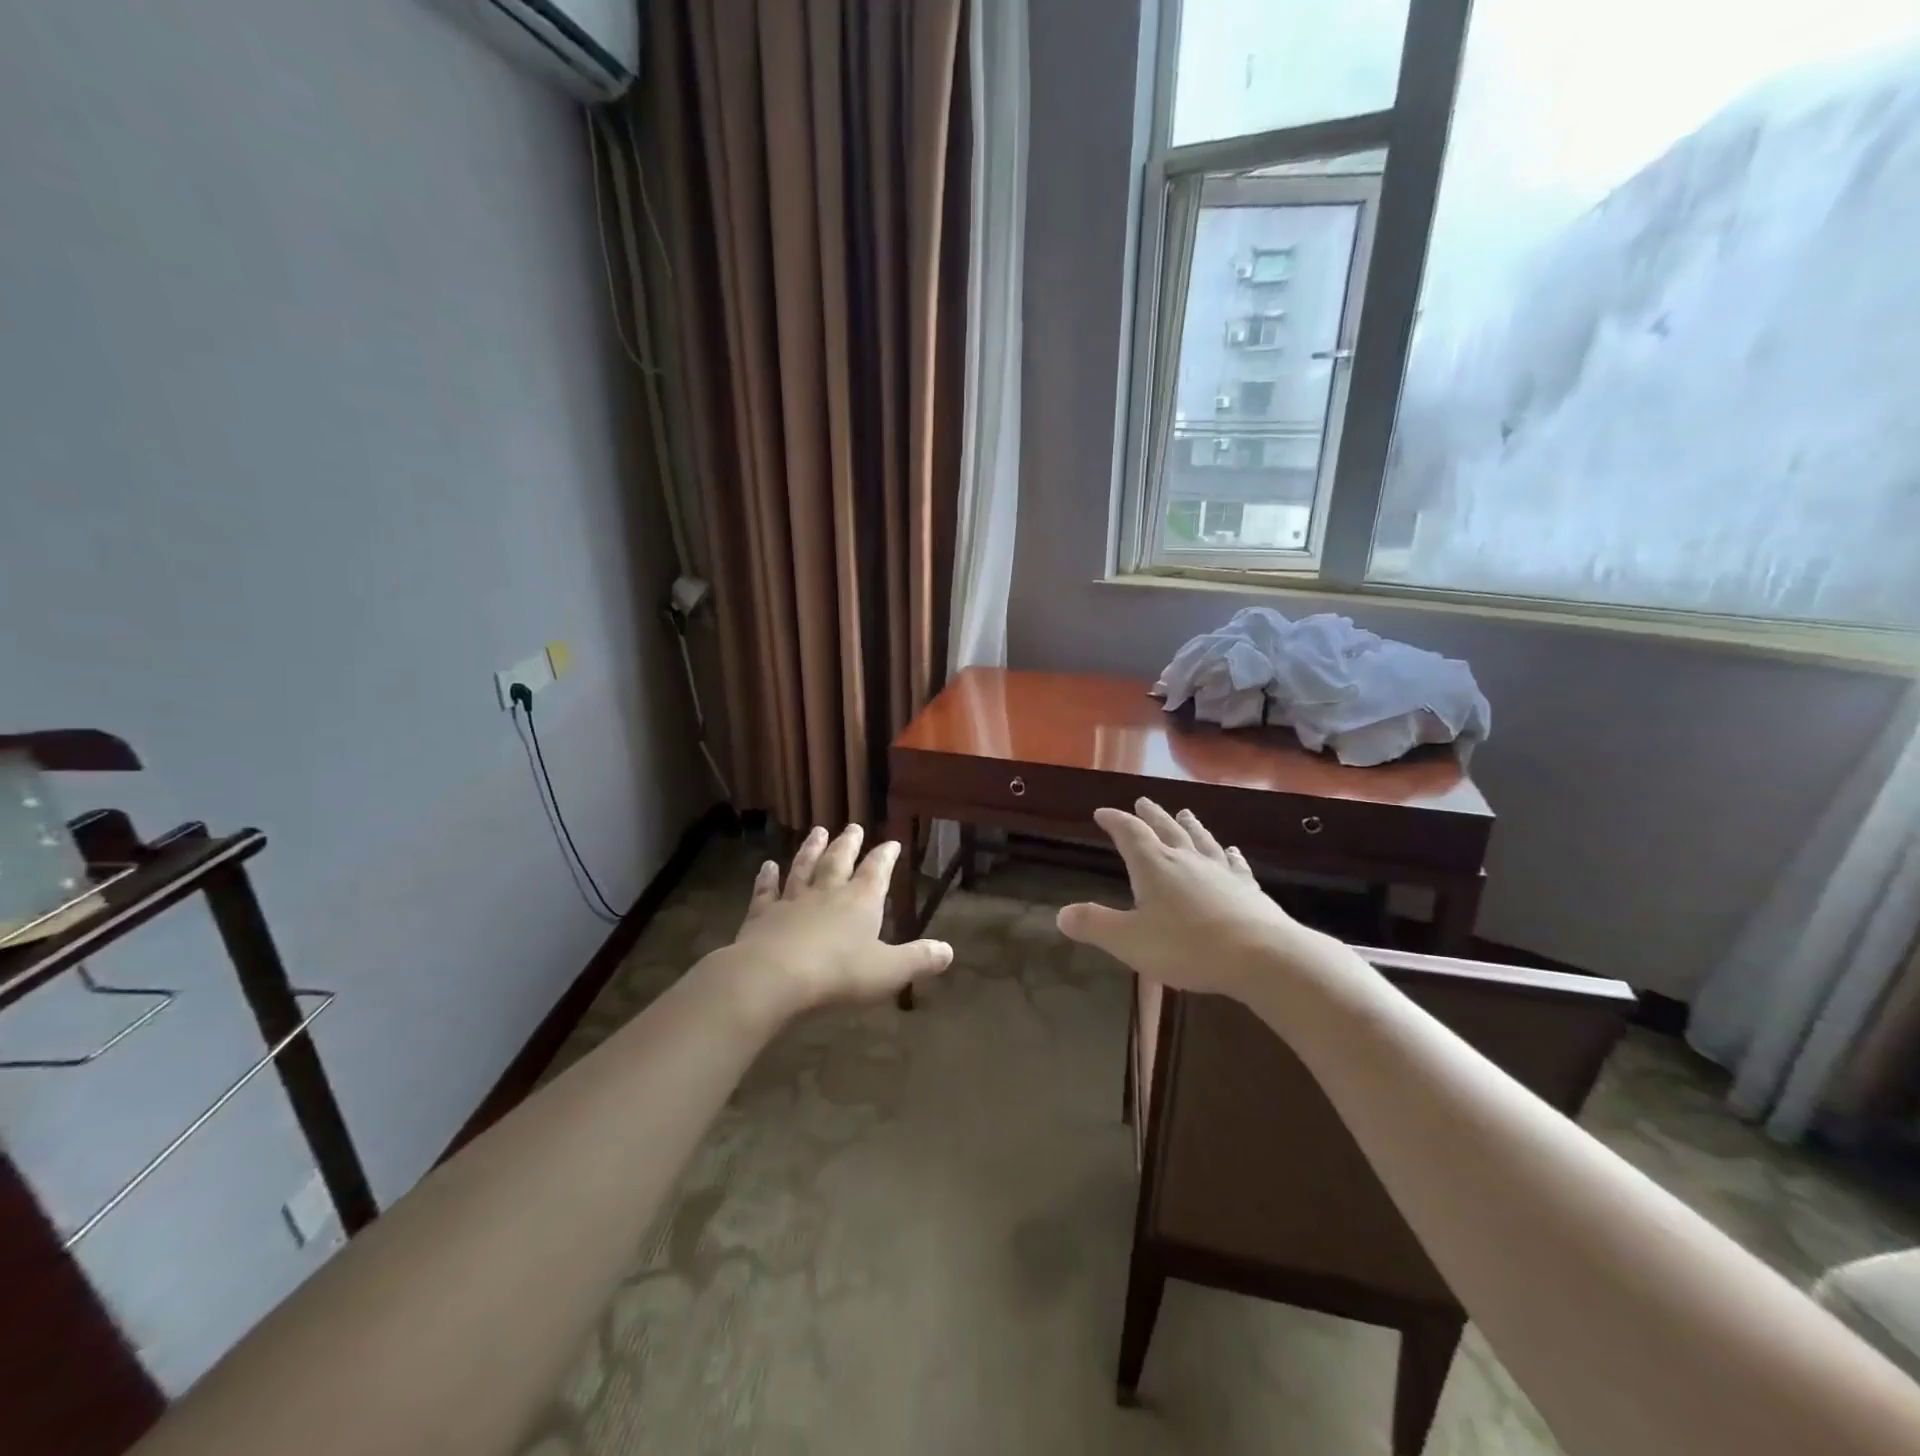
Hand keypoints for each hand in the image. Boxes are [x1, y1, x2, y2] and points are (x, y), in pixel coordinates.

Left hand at [718, 824, 952, 1021]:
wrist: (773, 976)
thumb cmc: (838, 973)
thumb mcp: (888, 971)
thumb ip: (918, 959)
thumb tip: (949, 951)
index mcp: (861, 901)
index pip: (876, 871)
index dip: (885, 856)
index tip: (892, 842)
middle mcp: (828, 892)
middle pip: (839, 860)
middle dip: (848, 843)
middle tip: (853, 826)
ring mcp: (792, 900)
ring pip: (804, 867)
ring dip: (811, 849)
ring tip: (817, 831)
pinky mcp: (762, 914)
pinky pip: (766, 891)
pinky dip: (767, 877)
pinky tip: (766, 866)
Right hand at [1057, 799, 1335, 1000]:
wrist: (1261, 956)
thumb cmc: (1187, 946)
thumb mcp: (1129, 940)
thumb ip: (1095, 925)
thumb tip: (1061, 914)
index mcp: (1154, 866)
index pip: (1129, 833)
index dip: (1114, 821)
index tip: (1102, 812)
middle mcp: (1186, 859)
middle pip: (1166, 829)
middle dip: (1151, 815)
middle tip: (1143, 801)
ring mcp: (1220, 872)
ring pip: (1201, 840)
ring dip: (1190, 825)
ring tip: (1185, 812)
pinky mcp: (1247, 889)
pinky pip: (1234, 864)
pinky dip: (1228, 855)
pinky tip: (1232, 851)